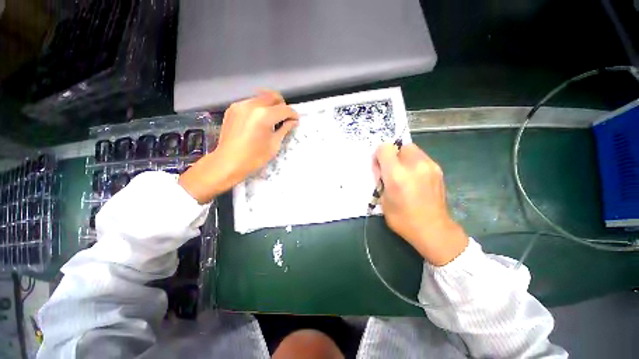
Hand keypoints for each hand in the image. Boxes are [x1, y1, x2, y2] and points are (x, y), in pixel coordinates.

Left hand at [179, 91, 298, 202]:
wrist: (228, 162)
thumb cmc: (254, 157)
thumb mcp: (274, 144)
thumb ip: (284, 129)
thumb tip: (293, 121)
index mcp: (264, 115)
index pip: (284, 109)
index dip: (293, 114)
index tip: (296, 120)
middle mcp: (252, 105)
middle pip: (273, 96)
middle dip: (282, 106)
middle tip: (284, 118)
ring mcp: (240, 105)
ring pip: (261, 98)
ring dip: (270, 105)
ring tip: (272, 119)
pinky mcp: (233, 108)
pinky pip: (250, 102)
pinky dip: (259, 108)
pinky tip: (258, 120)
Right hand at [373, 143, 467, 265]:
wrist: (433, 230)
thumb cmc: (402, 219)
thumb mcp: (383, 200)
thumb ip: (381, 180)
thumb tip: (381, 169)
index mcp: (396, 175)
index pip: (384, 148)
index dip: (379, 155)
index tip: (379, 166)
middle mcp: (414, 165)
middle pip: (400, 146)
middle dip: (393, 155)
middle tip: (392, 170)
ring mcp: (429, 166)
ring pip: (412, 150)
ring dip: (404, 158)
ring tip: (404, 175)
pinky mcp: (438, 170)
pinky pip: (422, 158)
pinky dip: (414, 163)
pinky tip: (415, 178)